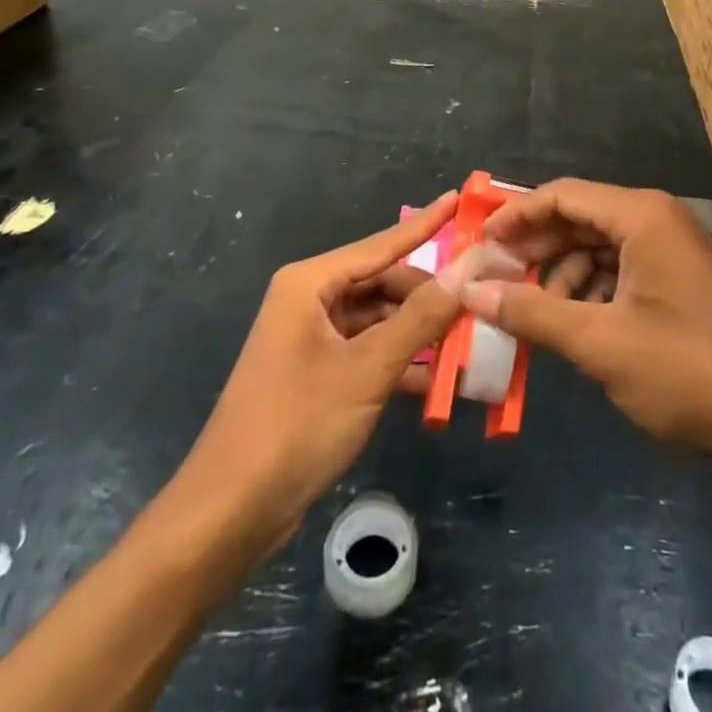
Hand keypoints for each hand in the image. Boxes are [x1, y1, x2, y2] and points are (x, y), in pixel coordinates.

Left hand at [177, 193, 513, 553]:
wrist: (230, 512)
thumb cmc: (297, 425)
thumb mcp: (368, 369)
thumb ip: (422, 317)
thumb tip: (468, 269)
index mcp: (311, 283)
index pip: (382, 243)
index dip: (425, 224)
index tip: (459, 199)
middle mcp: (310, 301)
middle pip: (384, 284)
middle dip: (430, 297)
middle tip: (481, 304)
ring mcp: (312, 339)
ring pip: (380, 321)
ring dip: (420, 335)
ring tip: (471, 345)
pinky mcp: (317, 374)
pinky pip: (368, 353)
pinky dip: (400, 364)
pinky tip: (439, 383)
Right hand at [465, 179, 711, 469]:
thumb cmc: (688, 373)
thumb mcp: (600, 343)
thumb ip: (532, 312)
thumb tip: (471, 292)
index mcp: (641, 216)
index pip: (562, 196)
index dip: (516, 216)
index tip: (479, 243)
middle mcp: (656, 219)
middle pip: (579, 218)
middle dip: (535, 247)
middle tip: (494, 278)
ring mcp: (672, 249)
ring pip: (598, 246)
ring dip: (562, 274)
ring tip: (533, 312)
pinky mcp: (679, 280)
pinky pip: (621, 269)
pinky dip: (591, 290)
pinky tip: (574, 324)